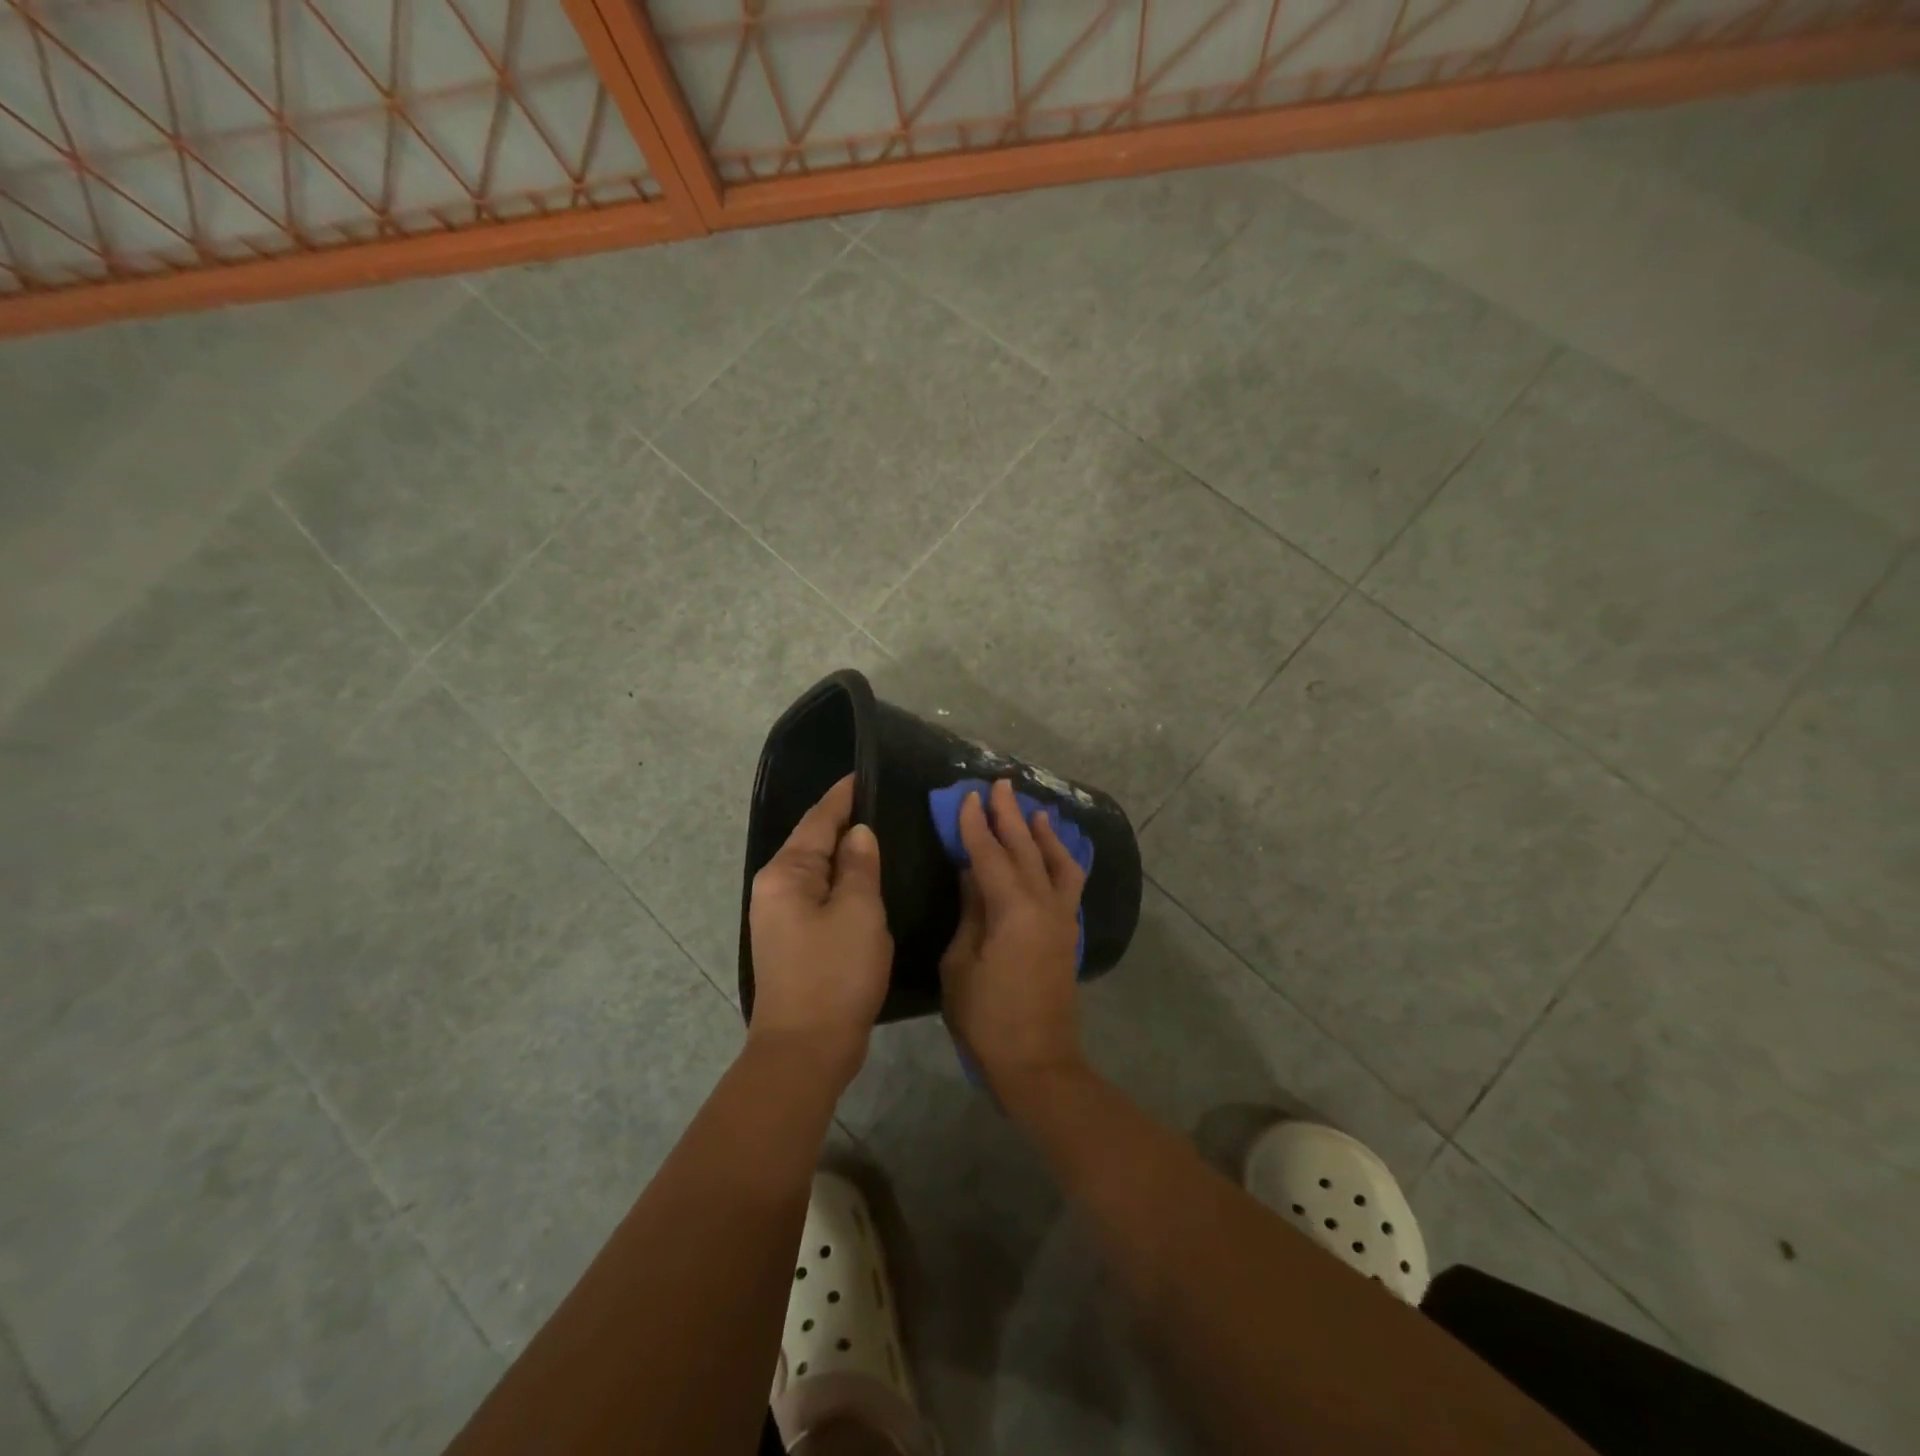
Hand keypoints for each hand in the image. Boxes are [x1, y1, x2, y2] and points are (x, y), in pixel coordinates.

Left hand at [747, 774, 890, 1085]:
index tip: (865, 773)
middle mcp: (776, 888)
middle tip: (885, 801)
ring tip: (883, 833)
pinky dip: (845, 884)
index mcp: (786, 874)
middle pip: (815, 843)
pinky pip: (823, 897)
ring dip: (848, 855)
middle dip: (846, 822)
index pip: (818, 820)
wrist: (806, 1049)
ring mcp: (782, 916)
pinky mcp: (795, 940)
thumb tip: (859, 834)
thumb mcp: (858, 912)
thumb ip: (860, 865)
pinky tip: (869, 880)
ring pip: (820, 871)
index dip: (843, 796)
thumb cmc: (834, 973)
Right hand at [940, 778, 1089, 1097]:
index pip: (990, 856)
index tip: (967, 797)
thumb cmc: (986, 1018)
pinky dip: (1062, 862)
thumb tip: (973, 874)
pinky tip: (1055, 855)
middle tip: (1001, 785)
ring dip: (1045, 835)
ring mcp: (1062, 920)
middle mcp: (1044, 906)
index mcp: (1013, 911)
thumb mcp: (961, 964)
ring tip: (1036, 811)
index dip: (976, 825)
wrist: (1037, 1064)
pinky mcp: (1068, 935)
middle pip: (1026, 850)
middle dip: (1012, 816)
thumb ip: (970, 912)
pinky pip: (1069, 885)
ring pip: (1058, 863)